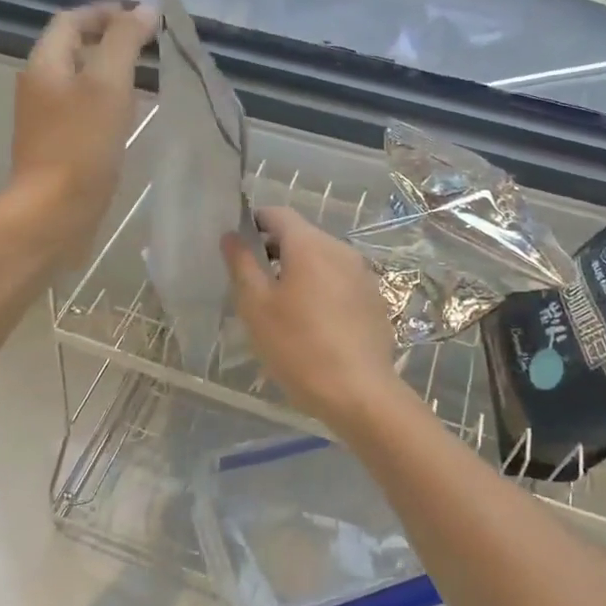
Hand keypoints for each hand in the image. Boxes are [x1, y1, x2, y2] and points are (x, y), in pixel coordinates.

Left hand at [13, 1, 158, 258]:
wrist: (54, 211)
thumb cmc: (81, 144)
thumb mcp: (108, 84)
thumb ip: (124, 42)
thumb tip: (143, 10)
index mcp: (45, 64)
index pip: (70, 21)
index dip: (104, 12)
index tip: (140, 17)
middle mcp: (39, 86)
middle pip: (73, 49)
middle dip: (109, 40)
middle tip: (148, 45)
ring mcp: (46, 119)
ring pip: (80, 81)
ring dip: (109, 72)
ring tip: (146, 77)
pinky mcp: (58, 146)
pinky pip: (83, 111)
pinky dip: (107, 102)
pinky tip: (129, 117)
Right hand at [222, 207, 416, 445]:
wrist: (359, 392)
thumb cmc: (298, 346)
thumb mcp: (256, 307)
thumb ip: (242, 265)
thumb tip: (231, 235)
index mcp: (310, 244)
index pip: (278, 214)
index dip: (254, 222)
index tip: (238, 246)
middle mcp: (340, 249)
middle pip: (302, 235)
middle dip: (275, 250)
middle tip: (252, 282)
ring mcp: (362, 274)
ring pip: (322, 259)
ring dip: (299, 271)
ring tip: (280, 305)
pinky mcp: (374, 299)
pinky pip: (340, 281)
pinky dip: (322, 289)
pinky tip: (313, 323)